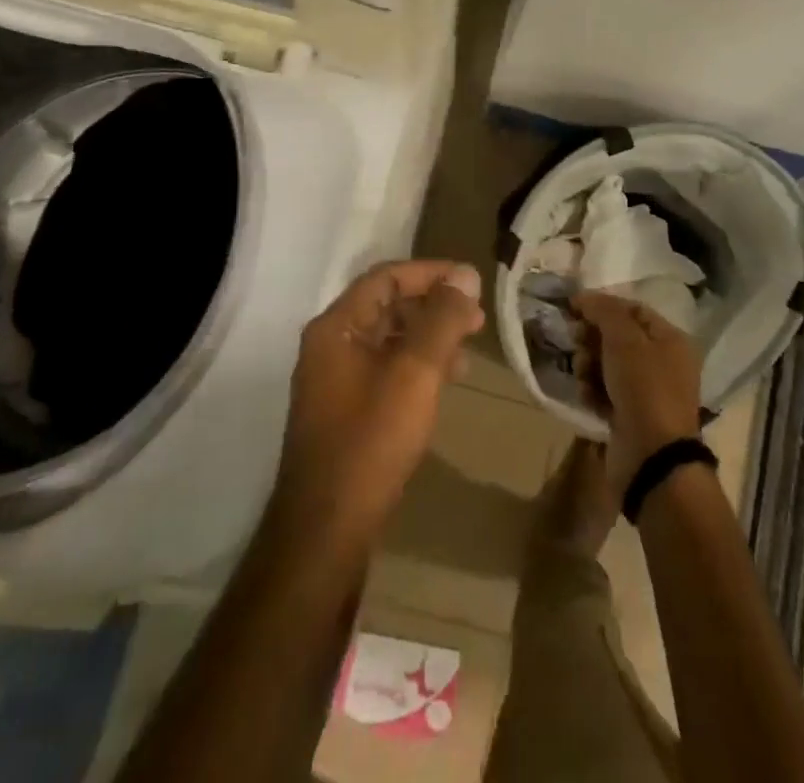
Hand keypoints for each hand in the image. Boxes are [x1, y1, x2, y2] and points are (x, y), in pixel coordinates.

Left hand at [273, 260, 484, 537]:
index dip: (431, 273)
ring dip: (429, 336)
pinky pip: (385, 369)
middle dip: (434, 305)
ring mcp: (335, 381)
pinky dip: (417, 365)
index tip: (472, 281)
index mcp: (336, 327)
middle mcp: (330, 345)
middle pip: (387, 306)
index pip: (386, 278)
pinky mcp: (345, 411)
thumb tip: (465, 276)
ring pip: (389, 339)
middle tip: (477, 316)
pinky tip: (445, 380)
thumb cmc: (371, 441)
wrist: (327, 530)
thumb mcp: (415, 373)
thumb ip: (441, 319)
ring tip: (469, 348)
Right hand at [571, 290, 702, 498]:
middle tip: (576, 342)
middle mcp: (662, 363)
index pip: (632, 309)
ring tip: (583, 375)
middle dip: (592, 338)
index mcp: (670, 340)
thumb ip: (604, 311)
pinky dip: (593, 390)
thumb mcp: (625, 340)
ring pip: (607, 364)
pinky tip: (587, 397)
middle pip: (617, 337)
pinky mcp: (629, 416)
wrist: (651, 458)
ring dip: (589, 365)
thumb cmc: (644, 389)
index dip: (603, 305)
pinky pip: (604, 391)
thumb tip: (584, 296)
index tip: (573, 308)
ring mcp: (646, 392)